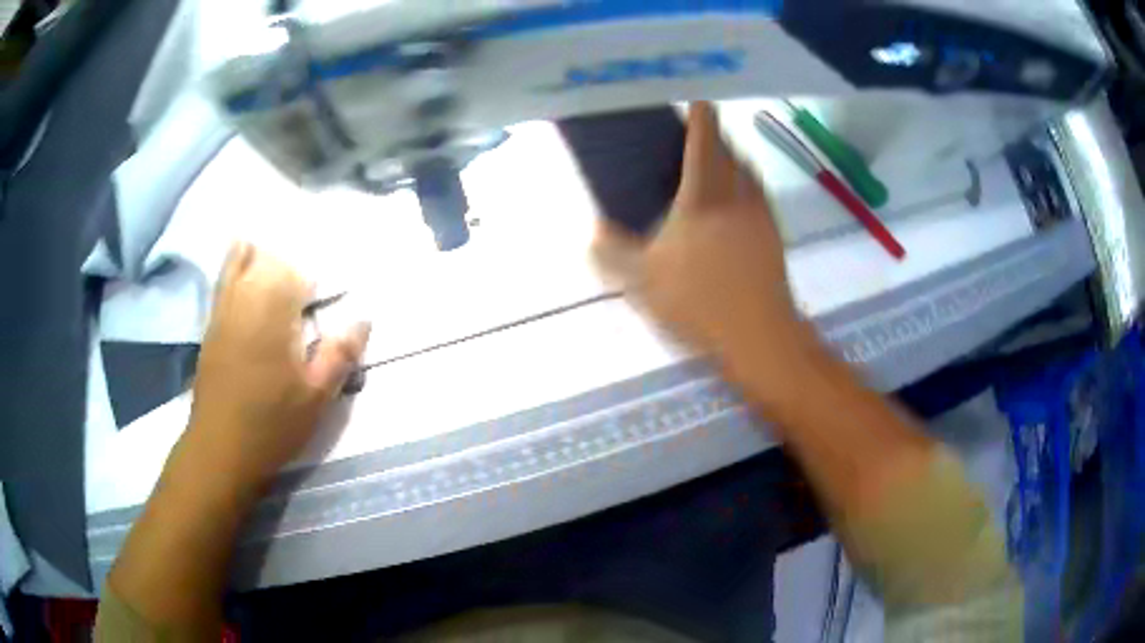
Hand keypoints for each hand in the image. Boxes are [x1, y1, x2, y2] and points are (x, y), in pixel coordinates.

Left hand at [186, 242, 369, 488]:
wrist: (221, 449)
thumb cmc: (272, 425)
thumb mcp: (317, 398)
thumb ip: (340, 354)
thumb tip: (363, 319)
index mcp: (274, 314)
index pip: (297, 275)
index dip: (314, 286)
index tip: (323, 306)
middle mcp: (245, 300)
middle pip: (268, 261)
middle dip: (289, 271)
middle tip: (303, 298)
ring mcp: (223, 310)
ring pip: (240, 262)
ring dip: (261, 259)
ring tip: (278, 271)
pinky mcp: (210, 325)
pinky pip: (221, 280)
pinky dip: (235, 265)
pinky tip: (243, 265)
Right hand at [594, 102, 815, 385]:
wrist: (759, 335)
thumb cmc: (700, 301)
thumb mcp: (643, 280)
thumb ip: (612, 253)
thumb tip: (594, 232)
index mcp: (704, 195)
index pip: (705, 140)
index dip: (701, 117)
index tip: (698, 101)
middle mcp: (738, 195)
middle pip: (731, 151)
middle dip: (716, 138)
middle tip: (698, 139)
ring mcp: (761, 215)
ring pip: (749, 173)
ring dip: (734, 161)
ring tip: (716, 168)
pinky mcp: (775, 236)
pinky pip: (759, 197)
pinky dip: (746, 188)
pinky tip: (735, 209)